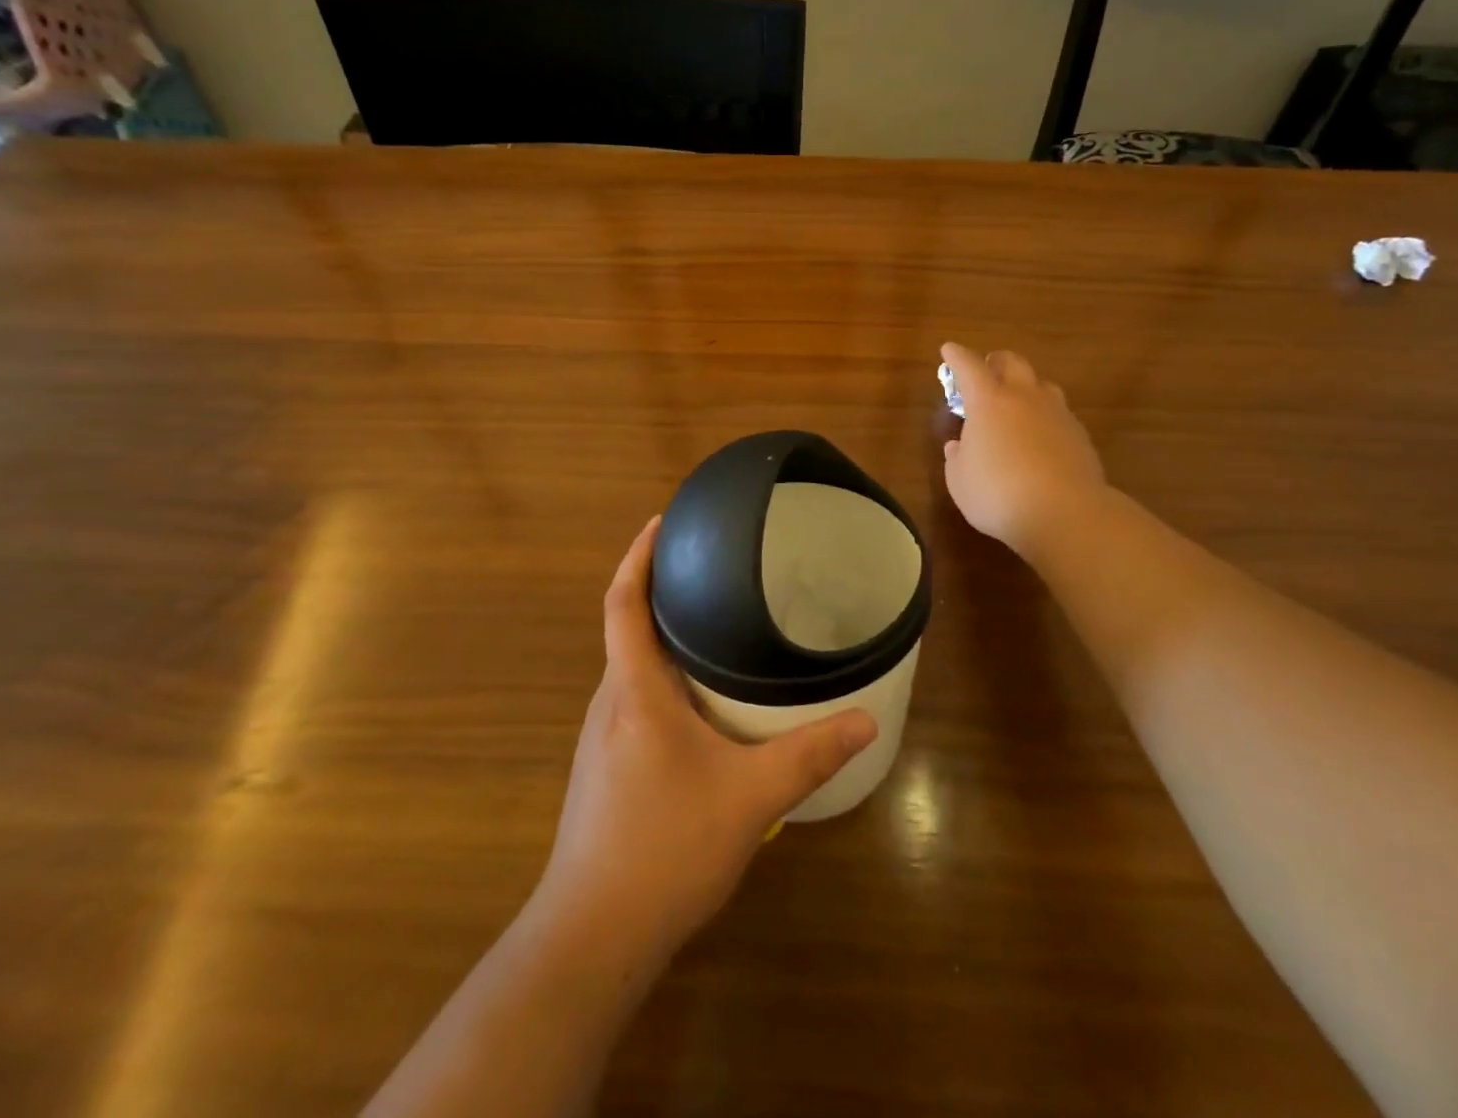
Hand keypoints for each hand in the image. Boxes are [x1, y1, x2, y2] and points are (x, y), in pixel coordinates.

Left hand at [535, 518, 877, 963]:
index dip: (636, 556)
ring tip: (711, 625)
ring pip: (631, 669)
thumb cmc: (665, 847)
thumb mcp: (751, 798)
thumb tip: (865, 719)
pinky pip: (633, 701)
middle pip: (626, 629)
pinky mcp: (603, 768)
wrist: (593, 935)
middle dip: (659, 592)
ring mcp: (601, 739)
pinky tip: (699, 702)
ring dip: (661, 639)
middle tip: (709, 569)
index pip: (622, 604)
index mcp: (635, 691)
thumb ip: (809, 754)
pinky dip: (661, 679)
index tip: (660, 521)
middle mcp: (610, 703)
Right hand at [940, 342, 1108, 559]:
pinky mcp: (1079, 434)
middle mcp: (1024, 397)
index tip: (948, 350)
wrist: (1066, 514)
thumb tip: (960, 445)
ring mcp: (1057, 413)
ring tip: (1015, 404)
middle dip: (995, 362)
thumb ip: (957, 457)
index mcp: (988, 401)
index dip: (956, 356)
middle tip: (985, 372)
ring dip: (1025, 386)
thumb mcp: (959, 480)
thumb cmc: (998, 494)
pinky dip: (1044, 416)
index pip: (969, 366)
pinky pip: (1058, 412)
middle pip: (1012, 362)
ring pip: (1041, 384)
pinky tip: (1039, 437)